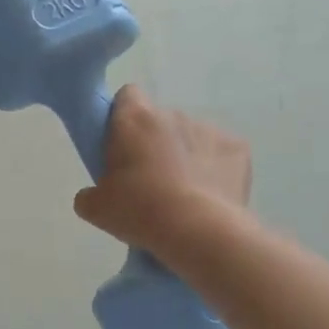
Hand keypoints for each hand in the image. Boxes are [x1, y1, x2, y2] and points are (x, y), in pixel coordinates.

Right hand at [73, 85, 251, 253]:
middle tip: (148, 180)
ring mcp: (209, 130)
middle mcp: (173, 114)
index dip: (122, 116)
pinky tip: (210, 197)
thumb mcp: (96, 208)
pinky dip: (215, 170)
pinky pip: (220, 154)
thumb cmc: (140, 210)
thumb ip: (89, 194)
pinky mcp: (238, 149)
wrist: (201, 232)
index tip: (120, 144)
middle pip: (159, 120)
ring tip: (182, 194)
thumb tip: (93, 196)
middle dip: (154, 142)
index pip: (127, 96)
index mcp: (135, 119)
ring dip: (184, 156)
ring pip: (191, 137)